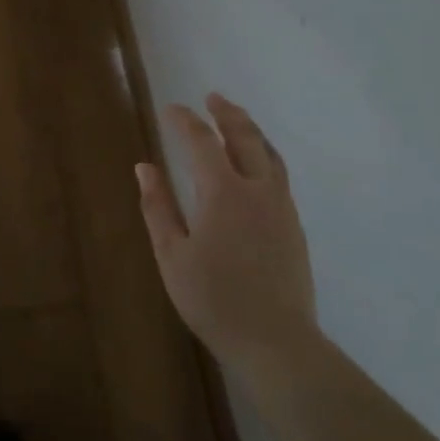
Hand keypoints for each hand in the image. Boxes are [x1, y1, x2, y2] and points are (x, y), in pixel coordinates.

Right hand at [137, 94, 316, 369]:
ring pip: (269, 154)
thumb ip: (157, 207)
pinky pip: (279, 174)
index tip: (171, 109)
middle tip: (212, 98)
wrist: (276, 342)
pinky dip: (265, 154)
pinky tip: (256, 165)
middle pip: (244, 137)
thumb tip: (145, 167)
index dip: (185, 121)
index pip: (202, 142)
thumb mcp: (172, 255)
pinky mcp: (294, 225)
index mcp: (223, 192)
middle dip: (226, 113)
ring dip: (251, 130)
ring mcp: (282, 207)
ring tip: (237, 120)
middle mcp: (257, 189)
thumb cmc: (214, 300)